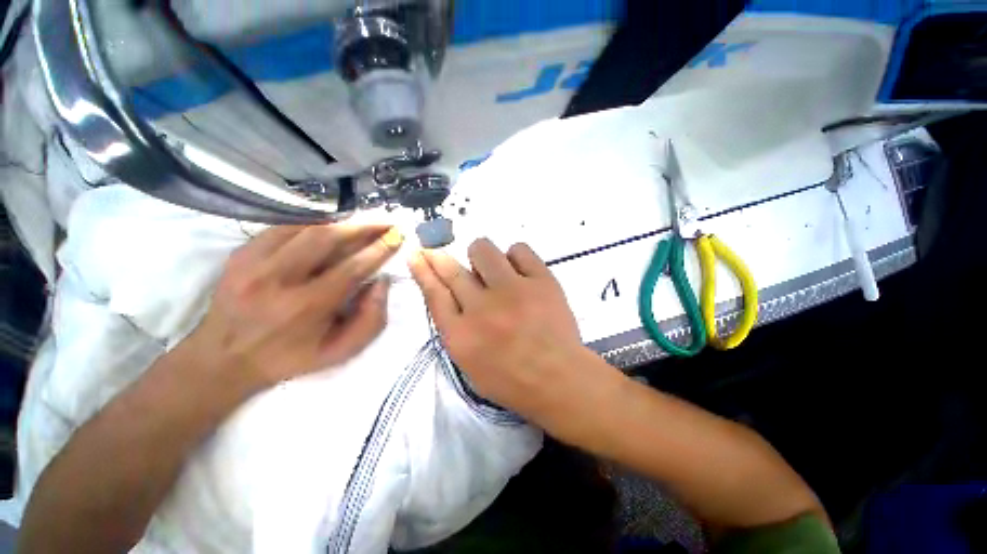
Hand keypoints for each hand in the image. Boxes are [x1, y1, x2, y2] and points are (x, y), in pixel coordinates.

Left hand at [189, 224, 403, 393]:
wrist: (224, 359)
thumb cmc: (291, 358)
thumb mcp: (341, 351)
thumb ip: (372, 320)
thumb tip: (382, 282)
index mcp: (306, 308)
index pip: (352, 268)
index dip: (379, 249)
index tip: (397, 236)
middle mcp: (277, 280)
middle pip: (326, 238)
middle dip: (362, 226)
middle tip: (385, 221)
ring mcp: (253, 263)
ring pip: (305, 228)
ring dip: (340, 223)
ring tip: (362, 222)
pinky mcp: (240, 254)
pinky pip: (283, 228)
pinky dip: (312, 224)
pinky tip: (328, 227)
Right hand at [408, 239, 595, 421]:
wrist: (559, 379)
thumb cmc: (512, 378)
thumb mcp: (470, 362)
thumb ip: (454, 327)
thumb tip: (448, 292)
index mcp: (461, 334)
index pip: (434, 293)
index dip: (423, 270)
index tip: (417, 255)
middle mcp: (481, 308)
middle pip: (452, 269)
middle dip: (440, 257)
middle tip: (439, 253)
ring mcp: (512, 290)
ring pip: (483, 250)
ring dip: (481, 256)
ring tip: (492, 270)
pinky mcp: (541, 281)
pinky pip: (519, 250)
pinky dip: (514, 256)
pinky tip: (518, 271)